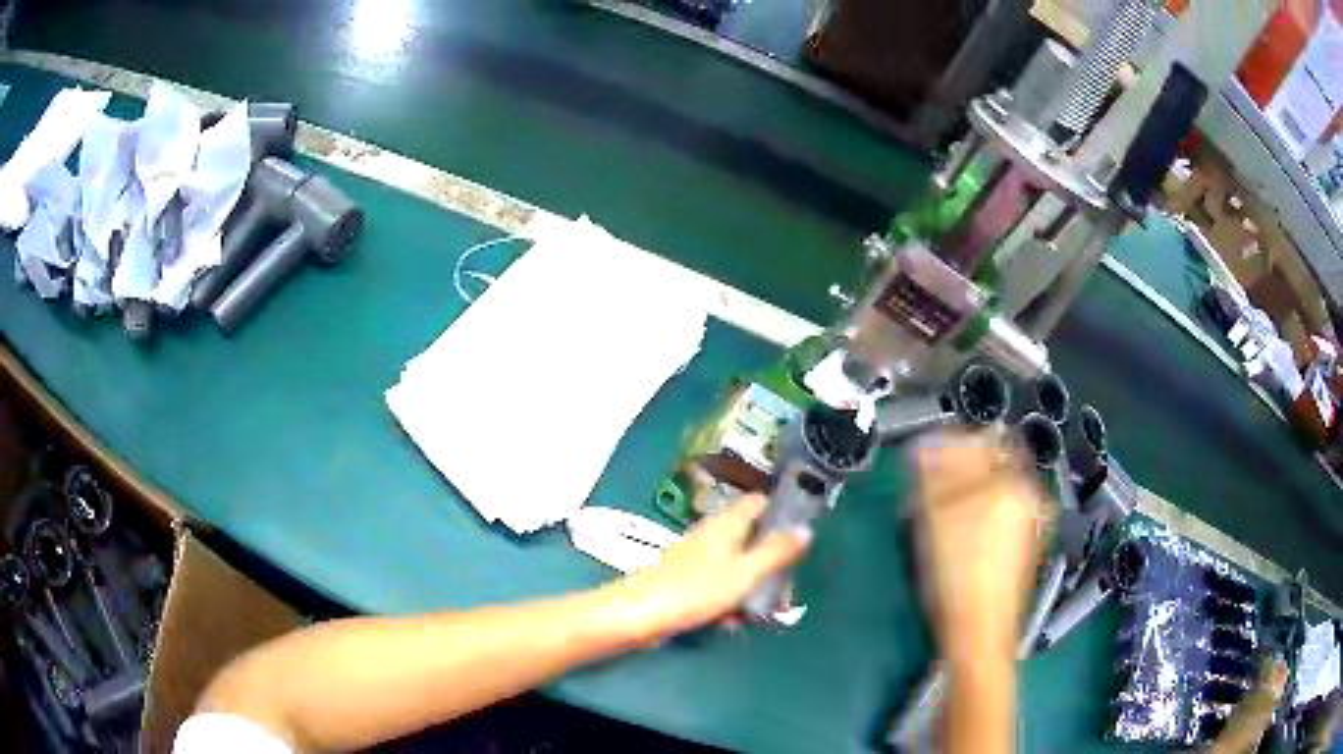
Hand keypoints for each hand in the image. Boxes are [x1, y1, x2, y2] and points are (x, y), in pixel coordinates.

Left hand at [604, 495, 810, 643]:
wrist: (639, 615)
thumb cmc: (695, 590)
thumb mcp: (744, 572)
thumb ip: (776, 551)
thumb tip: (806, 528)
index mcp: (727, 524)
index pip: (759, 503)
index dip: (782, 512)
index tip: (802, 533)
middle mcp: (713, 536)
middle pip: (753, 540)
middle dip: (772, 566)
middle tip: (786, 593)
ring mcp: (698, 560)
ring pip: (737, 568)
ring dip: (752, 589)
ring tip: (763, 615)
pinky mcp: (687, 583)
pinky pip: (719, 588)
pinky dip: (729, 603)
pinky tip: (732, 624)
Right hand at [914, 429, 1049, 664]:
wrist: (980, 632)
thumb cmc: (957, 575)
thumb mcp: (937, 520)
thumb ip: (933, 475)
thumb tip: (925, 446)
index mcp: (1013, 482)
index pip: (982, 442)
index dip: (950, 443)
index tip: (925, 453)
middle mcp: (1030, 496)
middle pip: (993, 465)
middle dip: (959, 468)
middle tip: (928, 483)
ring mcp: (1032, 523)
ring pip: (997, 491)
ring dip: (968, 491)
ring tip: (940, 510)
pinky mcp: (1026, 546)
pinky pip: (1002, 514)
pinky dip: (980, 513)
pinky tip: (960, 533)